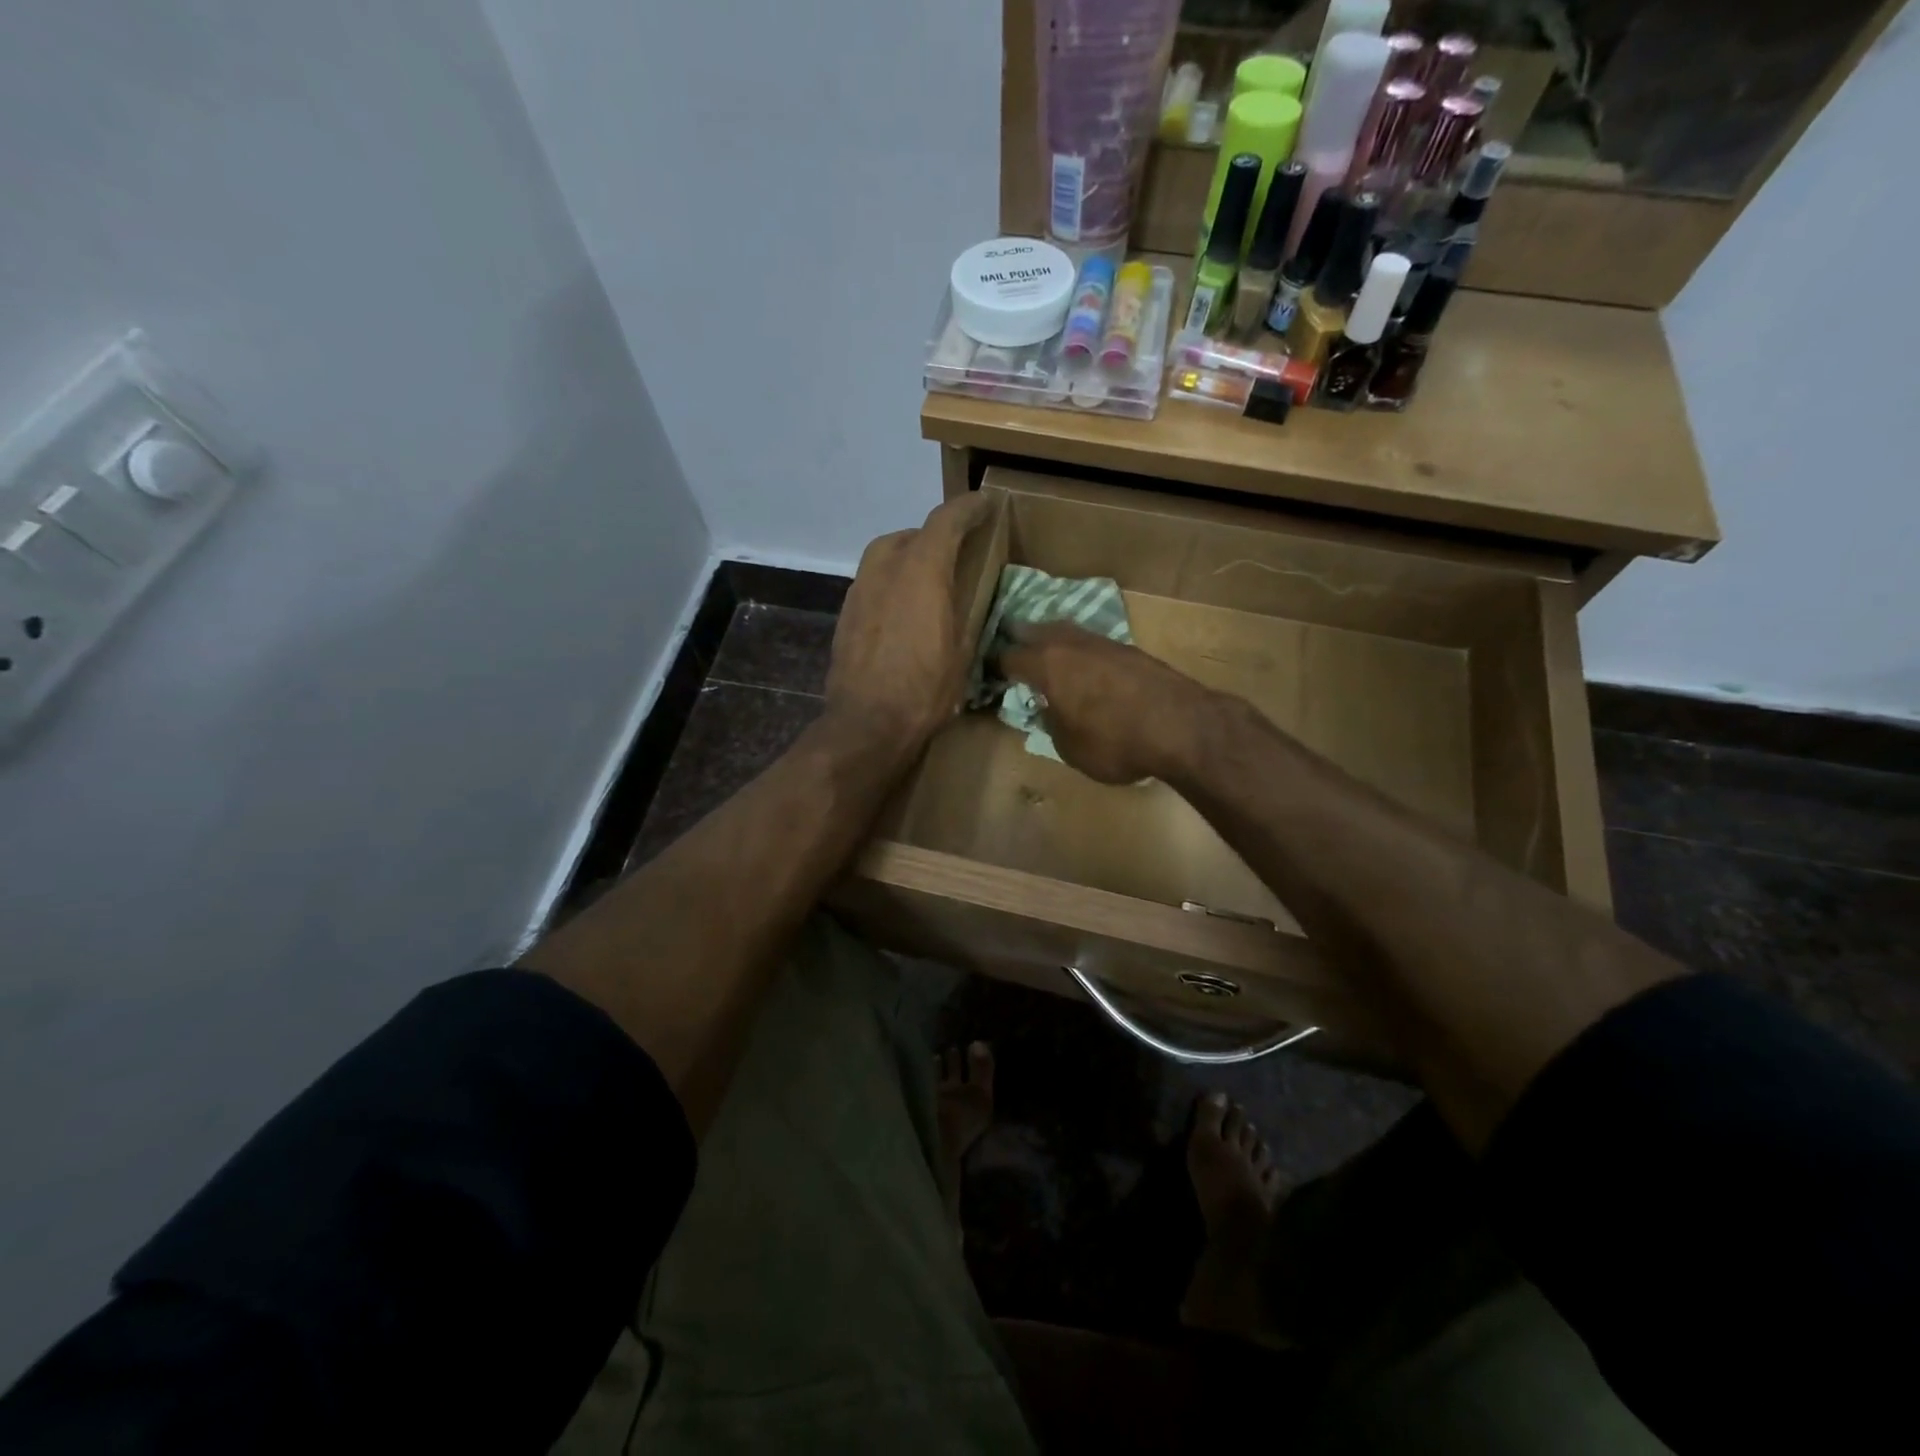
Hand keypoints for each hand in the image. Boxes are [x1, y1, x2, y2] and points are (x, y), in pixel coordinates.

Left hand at [825, 493, 992, 752]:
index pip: (945, 520)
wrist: (868, 723)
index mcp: (921, 571)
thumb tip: (967, 602)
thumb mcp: (962, 653)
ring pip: (885, 556)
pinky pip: (872, 583)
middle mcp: (885, 569)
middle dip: (934, 536)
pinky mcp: (845, 614)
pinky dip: (891, 584)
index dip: (968, 507)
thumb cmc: (925, 690)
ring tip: (928, 581)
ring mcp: (859, 591)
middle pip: (910, 534)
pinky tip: (902, 611)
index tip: (986, 503)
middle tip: (956, 552)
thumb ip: (965, 613)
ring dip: (908, 558)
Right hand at [998, 623, 1213, 783]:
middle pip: (1035, 631)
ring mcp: (1103, 642)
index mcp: (1046, 665)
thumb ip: (1052, 724)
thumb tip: (1048, 709)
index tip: (987, 672)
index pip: (1008, 657)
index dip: (994, 665)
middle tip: (1010, 647)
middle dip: (1020, 639)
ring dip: (1052, 640)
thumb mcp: (1069, 747)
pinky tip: (1084, 664)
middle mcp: (1070, 644)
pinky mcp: (1131, 650)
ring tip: (1046, 652)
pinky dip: (1081, 651)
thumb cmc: (1115, 742)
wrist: (1182, 726)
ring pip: (1067, 632)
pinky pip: (1093, 644)